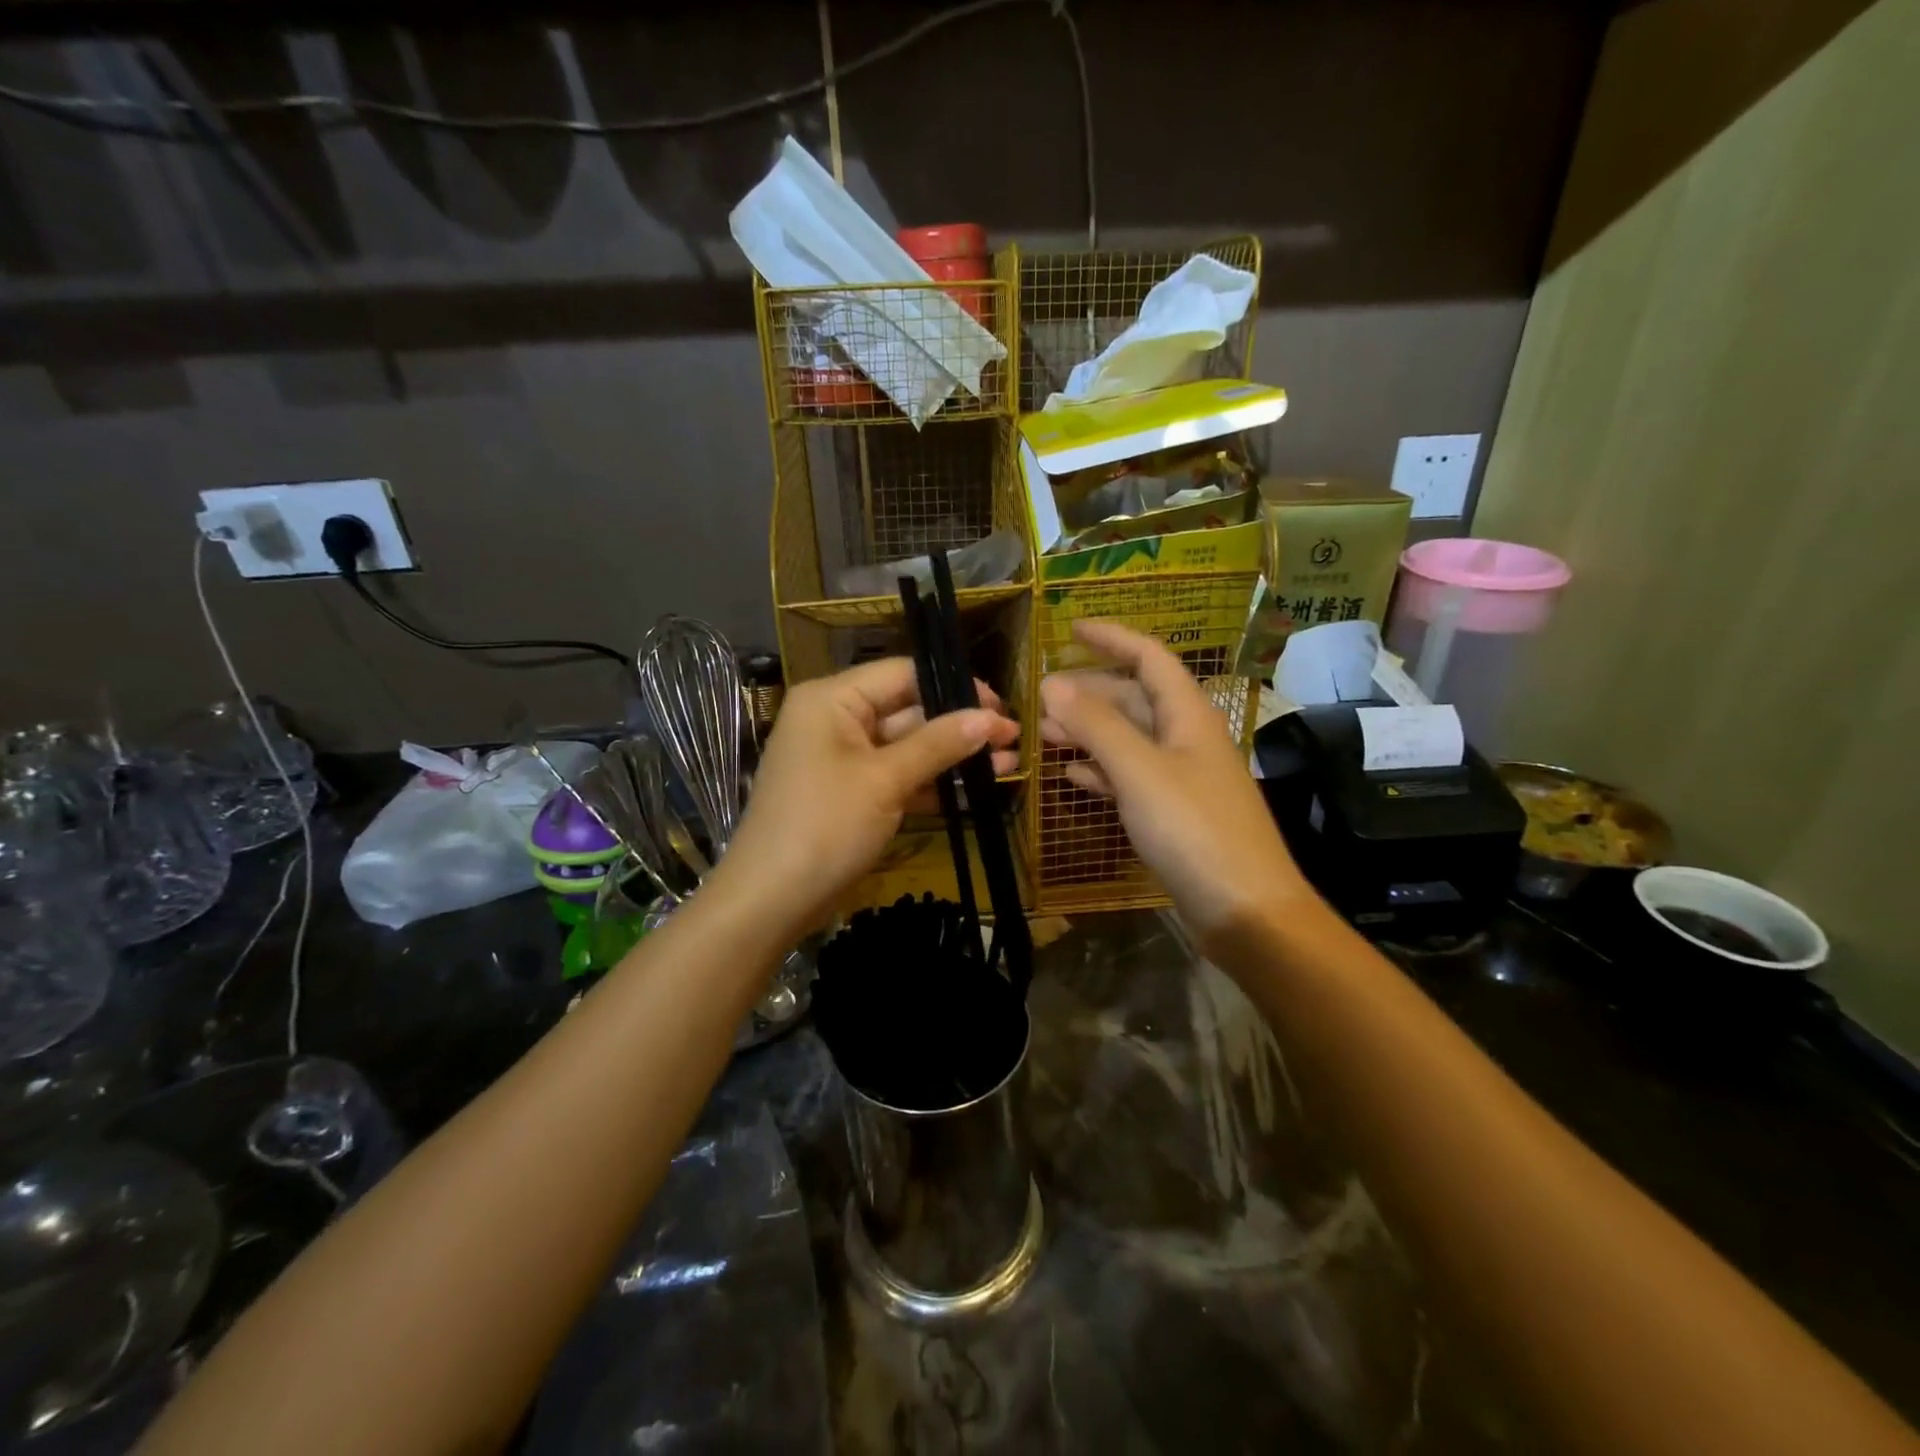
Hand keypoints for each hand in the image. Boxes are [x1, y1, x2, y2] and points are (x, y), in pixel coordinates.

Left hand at [718, 658, 1018, 927]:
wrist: (770, 900)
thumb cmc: (824, 826)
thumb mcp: (885, 780)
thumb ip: (938, 744)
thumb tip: (989, 718)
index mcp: (832, 700)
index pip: (902, 674)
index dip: (953, 686)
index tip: (1000, 706)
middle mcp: (836, 720)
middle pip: (907, 710)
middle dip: (959, 726)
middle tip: (1012, 738)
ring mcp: (843, 760)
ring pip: (907, 747)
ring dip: (953, 756)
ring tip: (1008, 764)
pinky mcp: (851, 794)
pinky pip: (896, 777)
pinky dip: (931, 783)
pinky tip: (976, 790)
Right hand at [1040, 621, 1308, 949]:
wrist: (1245, 910)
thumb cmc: (1194, 830)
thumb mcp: (1140, 771)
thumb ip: (1096, 726)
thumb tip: (1052, 683)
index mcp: (1188, 716)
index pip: (1150, 658)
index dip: (1112, 638)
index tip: (1071, 629)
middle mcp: (1187, 739)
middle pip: (1135, 699)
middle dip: (1089, 693)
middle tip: (1041, 698)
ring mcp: (1181, 778)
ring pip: (1129, 740)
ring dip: (1089, 733)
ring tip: (1044, 734)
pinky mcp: (1173, 814)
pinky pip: (1131, 779)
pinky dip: (1101, 772)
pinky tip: (1072, 777)